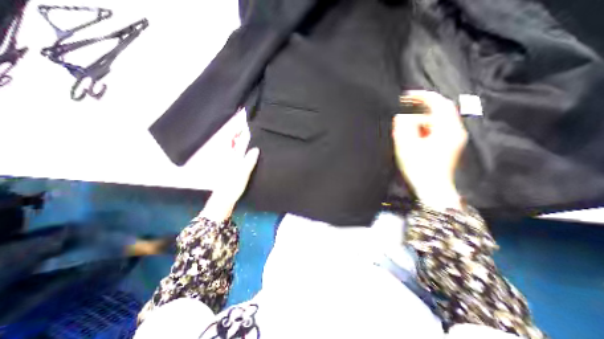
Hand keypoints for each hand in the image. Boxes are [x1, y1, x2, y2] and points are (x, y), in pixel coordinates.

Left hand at [200, 120, 259, 220]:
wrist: (223, 199)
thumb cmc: (233, 186)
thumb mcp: (243, 173)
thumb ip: (249, 160)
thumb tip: (255, 148)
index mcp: (234, 158)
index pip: (239, 142)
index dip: (242, 133)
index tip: (246, 124)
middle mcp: (230, 158)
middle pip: (234, 143)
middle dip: (238, 134)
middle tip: (245, 127)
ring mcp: (229, 163)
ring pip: (234, 149)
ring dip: (238, 141)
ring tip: (243, 135)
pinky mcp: (230, 168)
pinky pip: (235, 155)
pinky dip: (238, 149)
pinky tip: (242, 151)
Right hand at [395, 90, 468, 209]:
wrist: (432, 189)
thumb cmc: (419, 168)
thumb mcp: (406, 146)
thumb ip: (403, 127)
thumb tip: (401, 115)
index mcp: (447, 129)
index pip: (438, 103)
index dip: (422, 96)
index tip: (406, 96)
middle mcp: (454, 131)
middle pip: (438, 111)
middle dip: (420, 109)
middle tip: (403, 110)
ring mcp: (453, 139)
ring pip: (436, 122)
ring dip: (420, 121)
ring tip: (404, 128)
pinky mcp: (448, 145)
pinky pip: (436, 130)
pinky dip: (423, 129)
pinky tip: (413, 136)